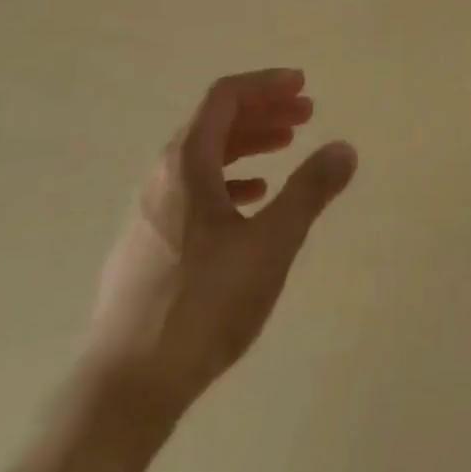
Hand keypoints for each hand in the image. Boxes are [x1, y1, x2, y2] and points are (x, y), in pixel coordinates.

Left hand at [85, 70, 356, 415]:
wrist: (126, 386)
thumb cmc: (203, 303)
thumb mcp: (271, 243)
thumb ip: (310, 190)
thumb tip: (344, 148)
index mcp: (184, 164)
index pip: (225, 98)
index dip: (266, 84)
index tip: (303, 86)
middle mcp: (160, 177)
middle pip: (214, 123)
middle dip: (263, 113)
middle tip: (306, 115)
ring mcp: (148, 212)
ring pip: (202, 157)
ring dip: (247, 144)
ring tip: (285, 149)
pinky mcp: (146, 245)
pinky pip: (192, 189)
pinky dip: (227, 180)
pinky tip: (251, 200)